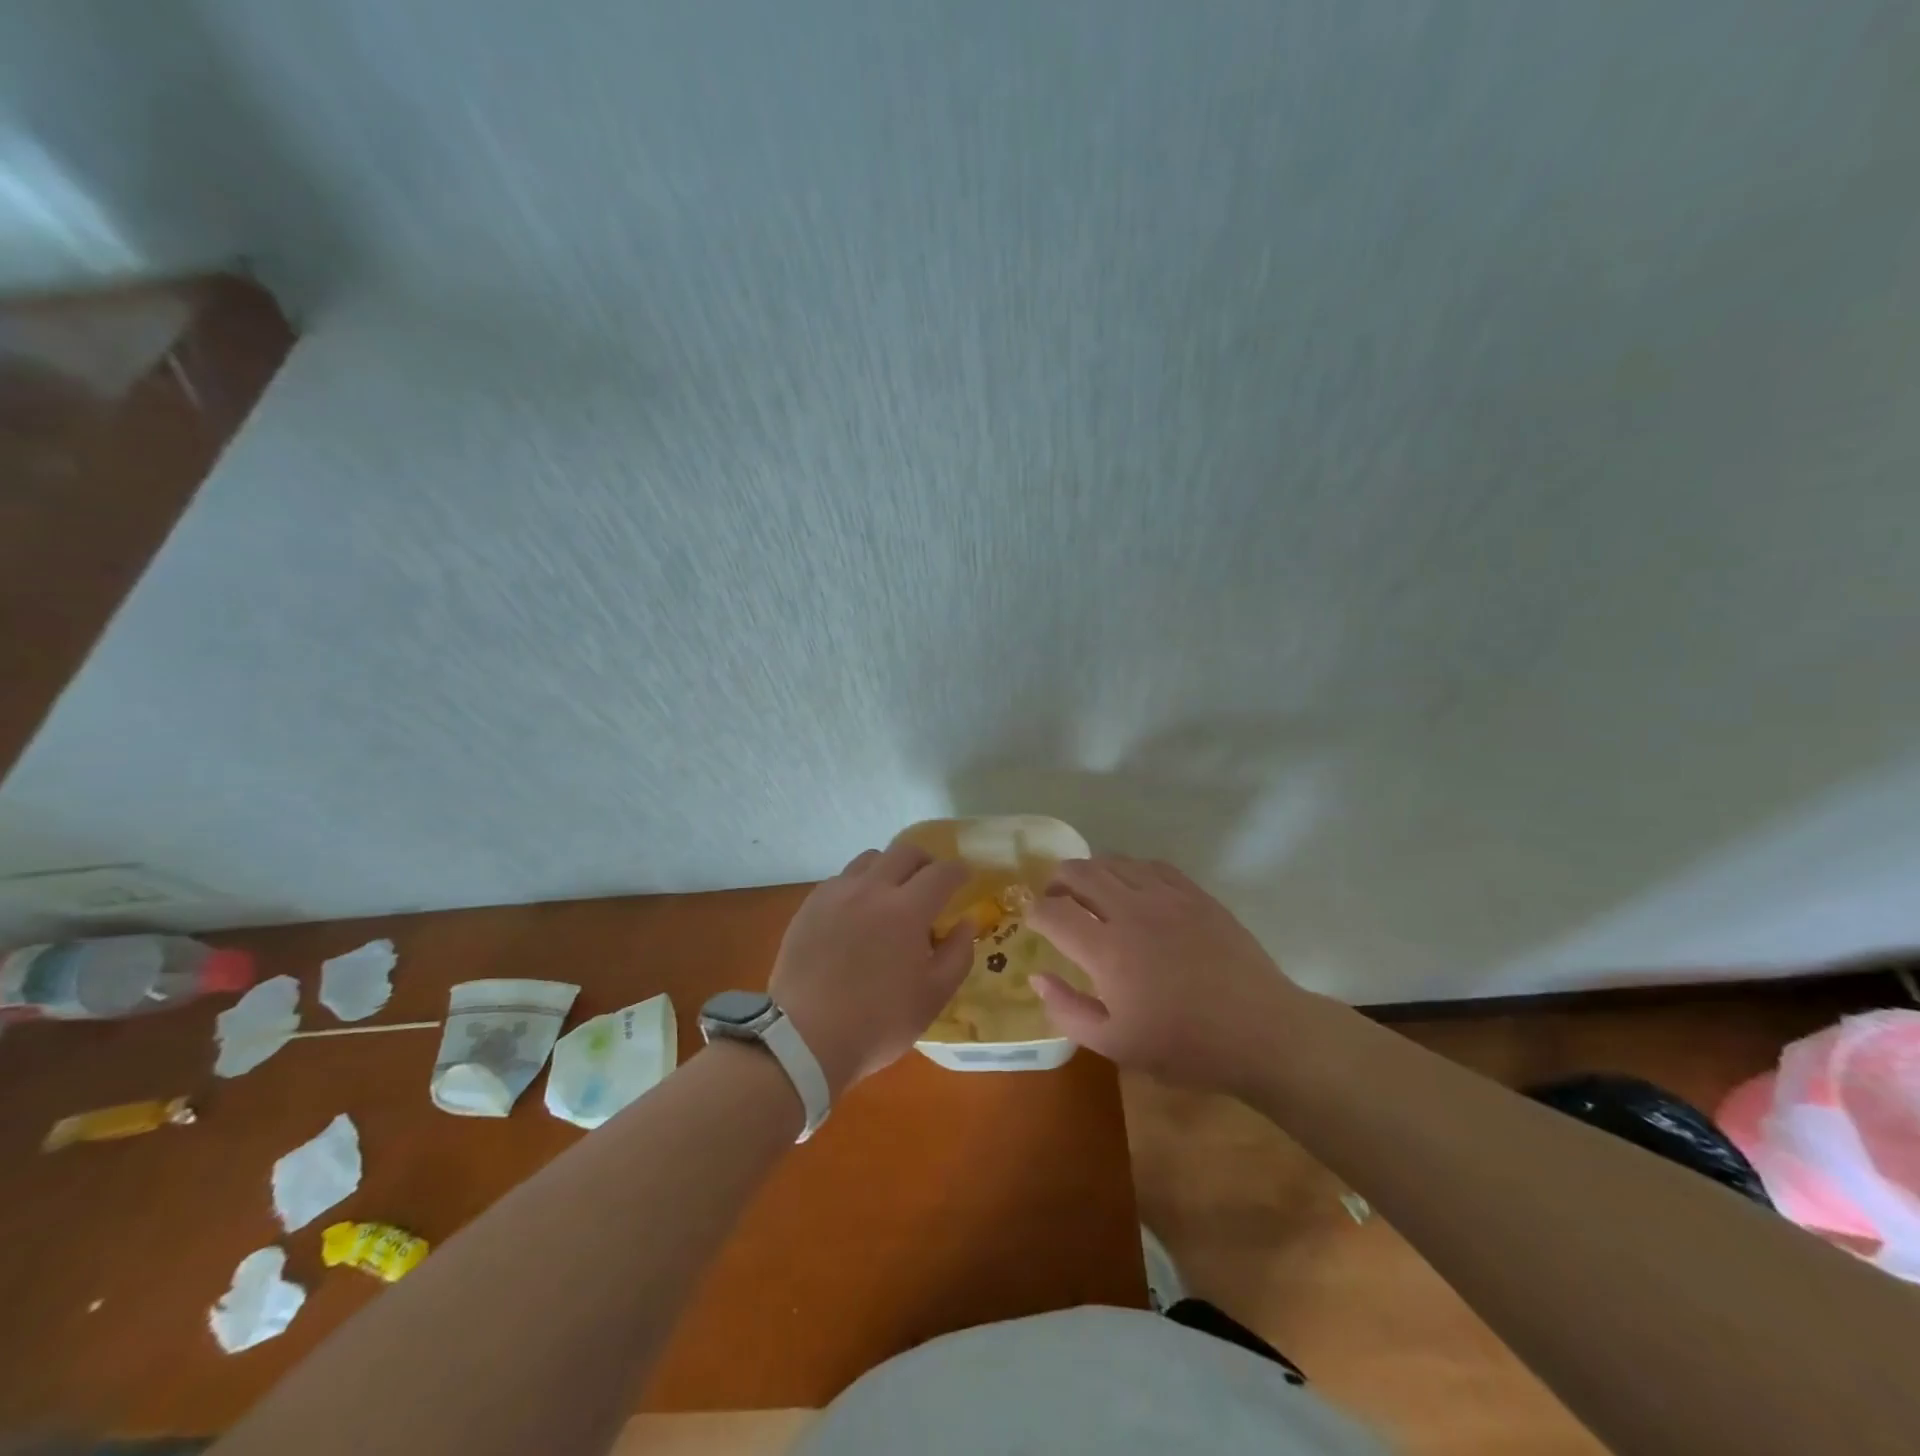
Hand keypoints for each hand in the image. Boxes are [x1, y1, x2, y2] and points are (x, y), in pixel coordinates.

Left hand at [769, 843, 974, 1097]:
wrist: (804, 1038)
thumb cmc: (878, 1022)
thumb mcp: (933, 997)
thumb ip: (958, 954)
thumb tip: (966, 922)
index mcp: (907, 910)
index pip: (941, 873)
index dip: (958, 871)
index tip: (965, 877)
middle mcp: (872, 889)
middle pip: (905, 852)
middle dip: (926, 862)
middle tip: (932, 882)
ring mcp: (836, 894)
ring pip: (870, 859)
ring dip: (890, 868)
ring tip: (892, 894)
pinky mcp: (810, 905)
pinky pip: (841, 879)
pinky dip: (859, 885)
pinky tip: (858, 912)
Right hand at [1027, 856, 1307, 1094]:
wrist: (1260, 1031)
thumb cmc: (1185, 1045)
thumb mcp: (1115, 1044)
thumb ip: (1068, 1009)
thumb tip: (1037, 975)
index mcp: (1106, 949)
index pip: (1053, 911)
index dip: (1035, 912)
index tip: (1034, 922)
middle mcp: (1130, 910)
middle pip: (1079, 871)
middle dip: (1057, 882)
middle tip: (1057, 901)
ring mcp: (1165, 896)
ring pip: (1113, 861)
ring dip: (1091, 872)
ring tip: (1090, 892)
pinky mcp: (1194, 893)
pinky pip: (1150, 864)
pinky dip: (1129, 870)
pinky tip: (1132, 889)